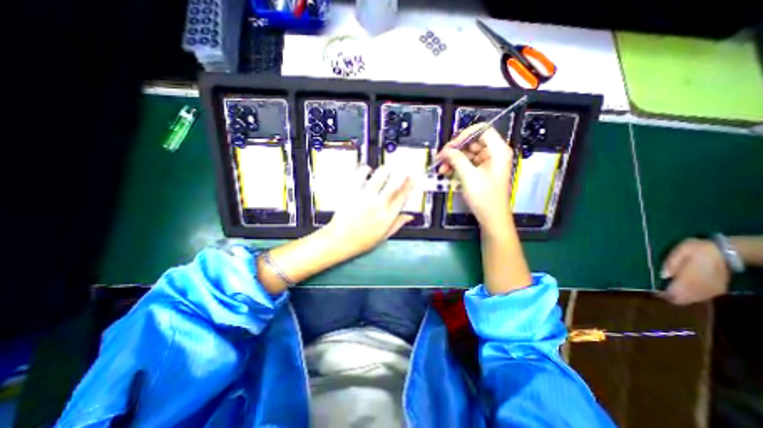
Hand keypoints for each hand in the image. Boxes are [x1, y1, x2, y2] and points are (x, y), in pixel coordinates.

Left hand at [324, 164, 414, 257]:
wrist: (339, 240)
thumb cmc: (361, 241)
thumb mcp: (383, 236)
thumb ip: (397, 224)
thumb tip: (409, 217)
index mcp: (387, 217)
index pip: (402, 197)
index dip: (409, 185)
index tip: (412, 177)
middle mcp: (378, 205)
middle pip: (394, 184)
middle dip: (401, 173)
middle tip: (403, 169)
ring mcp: (364, 198)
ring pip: (379, 176)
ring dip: (385, 170)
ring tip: (385, 170)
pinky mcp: (351, 193)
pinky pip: (359, 175)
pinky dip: (364, 170)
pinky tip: (366, 171)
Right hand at [435, 125, 511, 233]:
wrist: (492, 218)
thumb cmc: (485, 198)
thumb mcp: (469, 177)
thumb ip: (457, 159)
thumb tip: (446, 150)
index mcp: (498, 151)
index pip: (482, 130)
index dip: (465, 135)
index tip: (451, 146)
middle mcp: (494, 154)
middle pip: (472, 142)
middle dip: (455, 150)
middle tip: (441, 157)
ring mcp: (487, 163)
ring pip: (467, 153)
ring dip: (453, 159)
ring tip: (441, 168)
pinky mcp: (481, 171)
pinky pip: (467, 163)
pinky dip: (456, 166)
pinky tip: (446, 172)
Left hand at [659, 240, 729, 306]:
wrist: (725, 252)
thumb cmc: (696, 250)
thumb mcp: (678, 252)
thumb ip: (669, 264)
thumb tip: (662, 276)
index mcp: (690, 279)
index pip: (674, 294)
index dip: (663, 295)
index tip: (655, 291)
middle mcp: (701, 288)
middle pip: (682, 300)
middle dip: (670, 297)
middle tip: (660, 290)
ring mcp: (711, 290)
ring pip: (692, 300)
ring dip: (680, 297)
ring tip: (669, 289)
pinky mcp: (718, 290)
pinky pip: (701, 298)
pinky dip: (690, 296)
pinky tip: (682, 289)